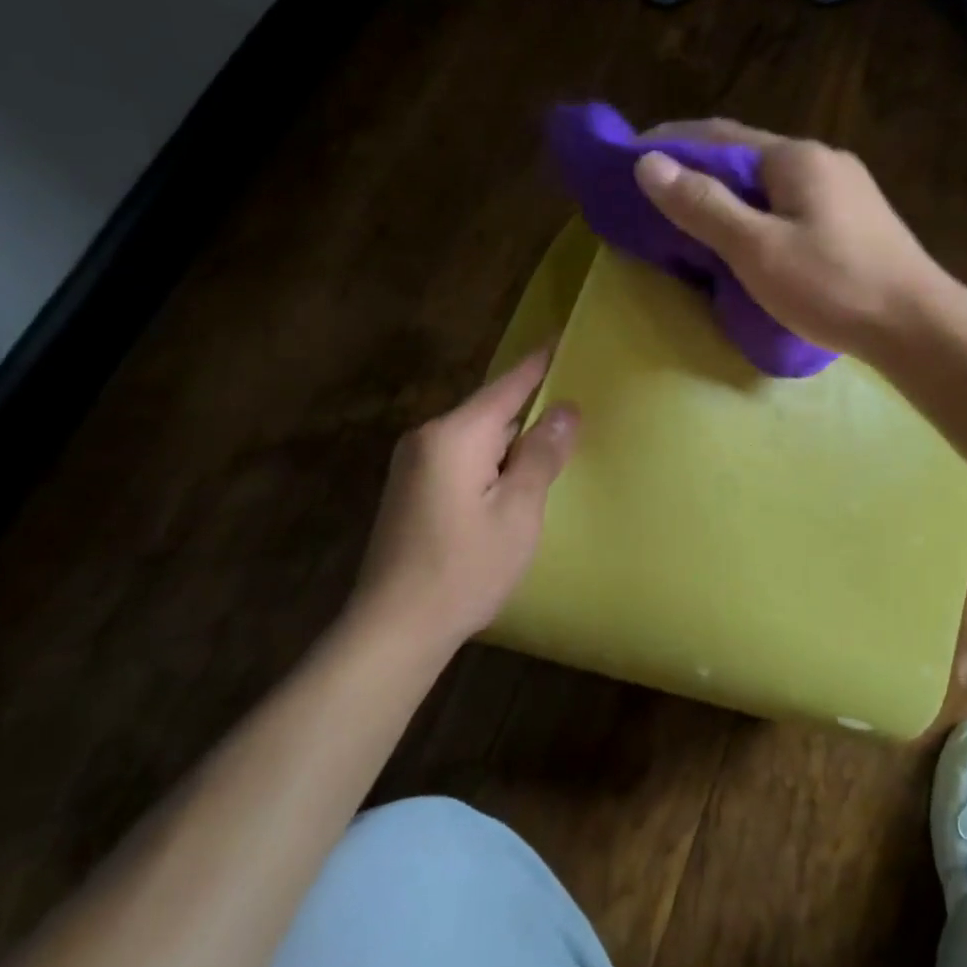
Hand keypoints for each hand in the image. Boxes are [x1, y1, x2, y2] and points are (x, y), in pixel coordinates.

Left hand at [348, 350, 578, 646]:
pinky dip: (490, 462)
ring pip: (475, 438)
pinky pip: (460, 459)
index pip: (507, 386)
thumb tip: (565, 410)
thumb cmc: (464, 569)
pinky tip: (511, 482)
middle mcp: (427, 438)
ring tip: (551, 445)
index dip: (538, 364)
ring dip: (510, 442)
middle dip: (529, 409)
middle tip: (572, 406)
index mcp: (454, 435)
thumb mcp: (518, 512)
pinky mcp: (410, 490)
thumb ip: (541, 455)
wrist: (394, 628)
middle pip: (490, 412)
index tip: (560, 338)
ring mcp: (413, 465)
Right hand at [635, 119, 943, 358]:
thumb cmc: (833, 286)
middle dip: (698, 169)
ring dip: (729, 194)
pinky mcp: (855, 222)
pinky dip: (757, 213)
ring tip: (693, 217)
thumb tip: (649, 164)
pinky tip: (748, 238)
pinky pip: (791, 206)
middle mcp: (822, 161)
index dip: (671, 143)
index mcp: (796, 158)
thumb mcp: (757, 249)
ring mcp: (844, 191)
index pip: (719, 136)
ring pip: (770, 184)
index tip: (630, 157)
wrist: (917, 326)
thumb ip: (704, 205)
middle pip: (746, 157)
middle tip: (656, 194)